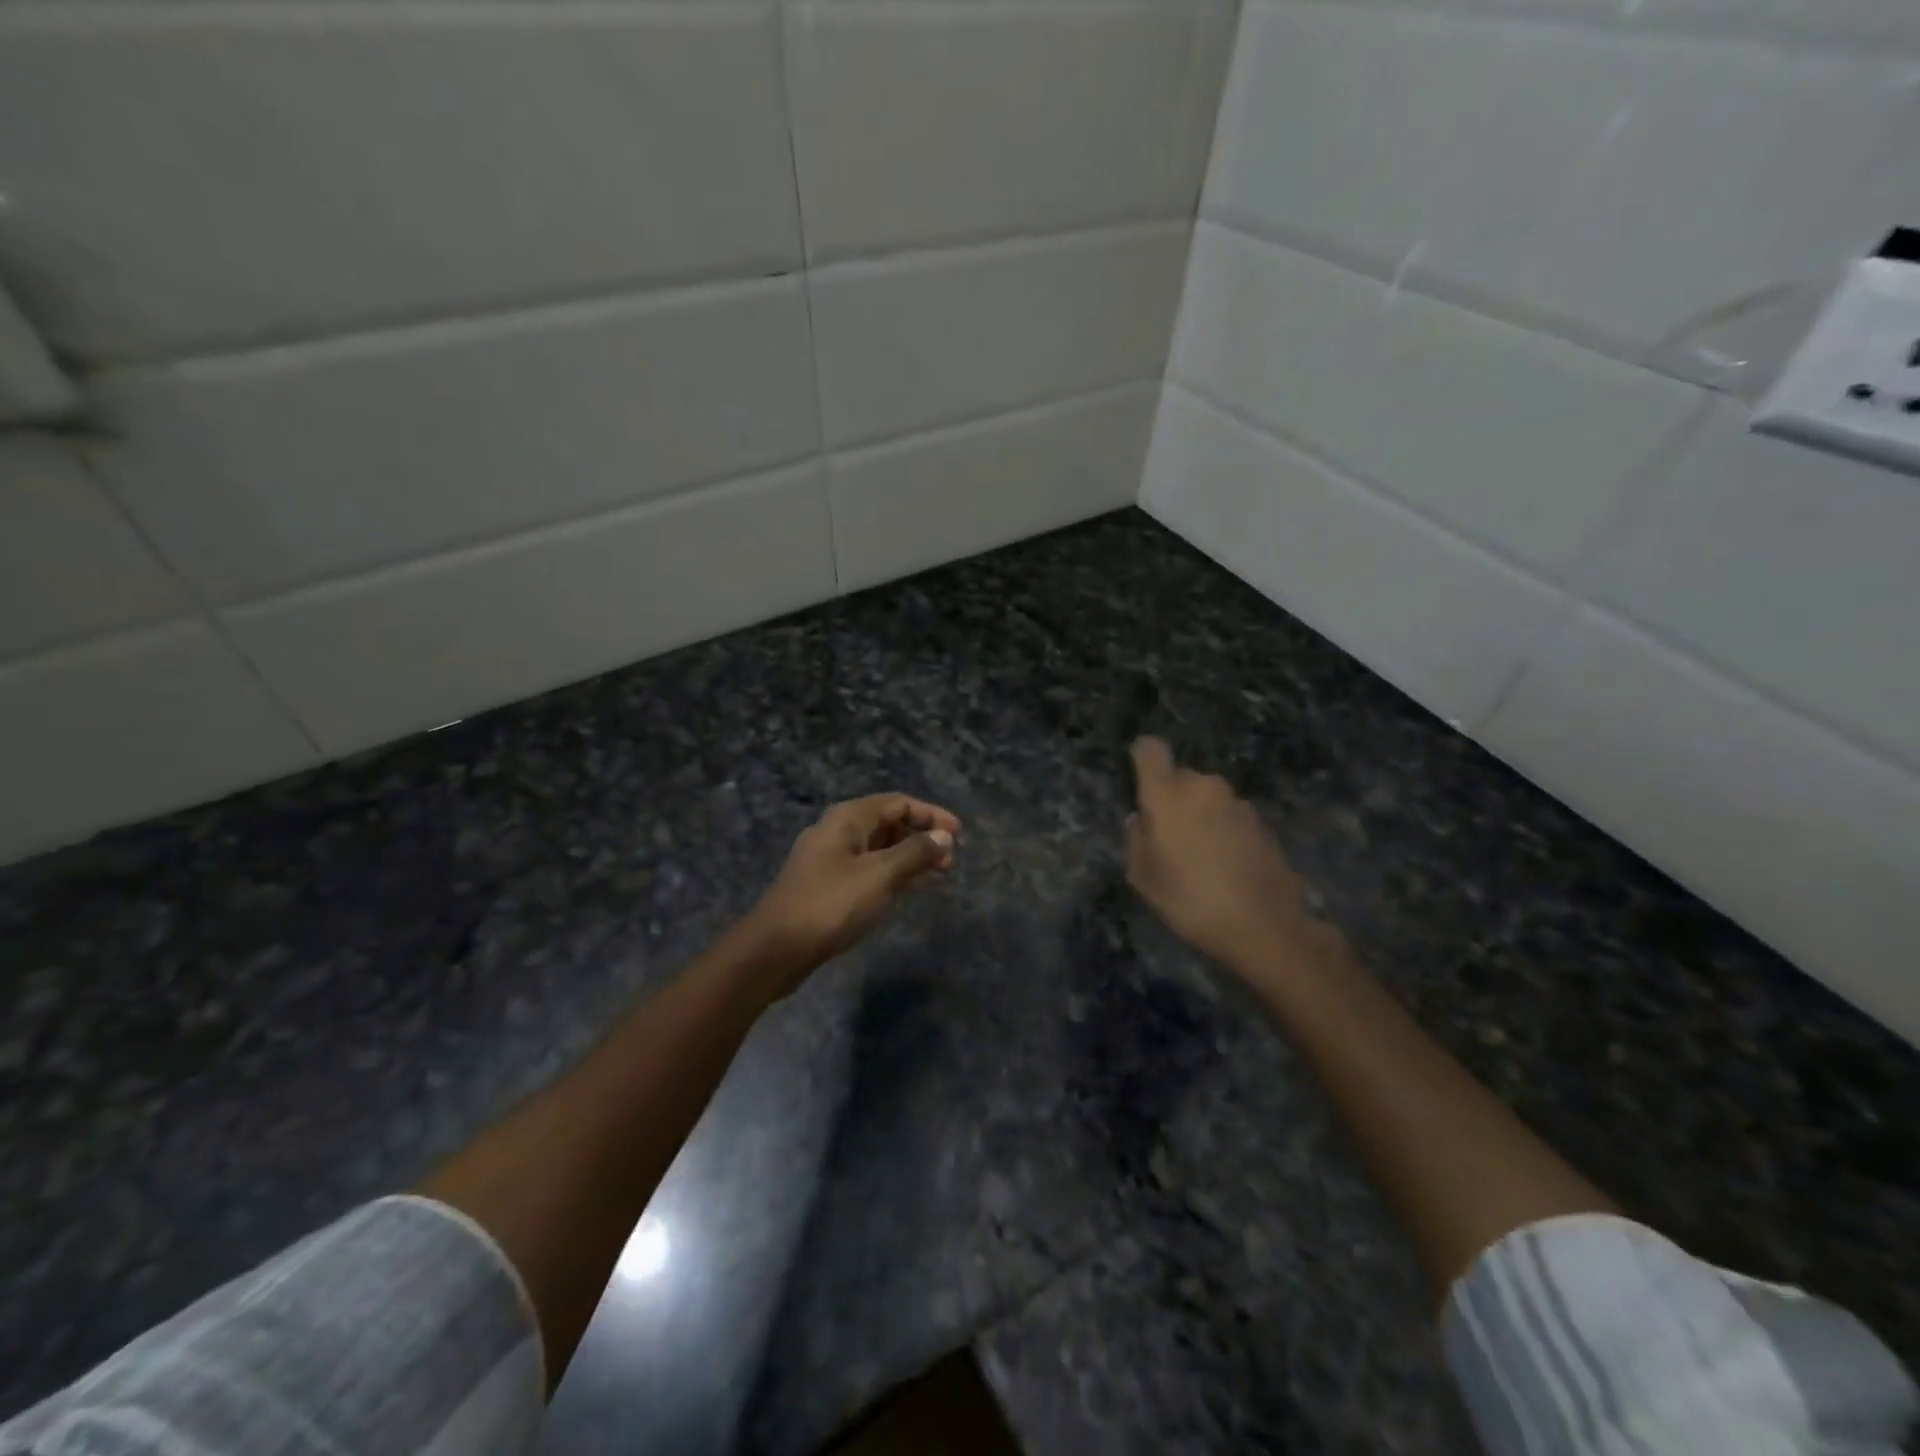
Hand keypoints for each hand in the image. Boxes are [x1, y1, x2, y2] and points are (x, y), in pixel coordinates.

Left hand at [738, 794, 960, 989]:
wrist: (775, 949)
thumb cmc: (831, 904)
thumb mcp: (880, 875)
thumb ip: (915, 853)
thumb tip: (944, 836)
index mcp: (848, 819)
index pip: (898, 803)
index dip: (931, 814)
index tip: (959, 835)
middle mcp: (837, 832)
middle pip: (888, 823)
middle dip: (921, 837)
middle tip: (950, 860)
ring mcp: (829, 860)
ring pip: (878, 849)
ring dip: (908, 858)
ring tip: (936, 875)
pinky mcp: (825, 886)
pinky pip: (867, 870)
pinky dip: (891, 875)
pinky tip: (906, 891)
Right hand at [1126, 738, 1344, 977]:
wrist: (1265, 925)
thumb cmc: (1190, 900)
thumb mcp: (1143, 878)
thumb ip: (1135, 840)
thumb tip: (1140, 820)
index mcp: (1168, 794)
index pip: (1150, 749)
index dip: (1142, 758)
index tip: (1139, 780)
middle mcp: (1203, 787)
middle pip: (1180, 777)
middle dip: (1172, 798)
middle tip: (1169, 837)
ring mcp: (1237, 802)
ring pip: (1207, 797)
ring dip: (1200, 815)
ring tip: (1200, 856)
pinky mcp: (1262, 821)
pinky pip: (1230, 816)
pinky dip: (1224, 830)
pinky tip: (1227, 865)